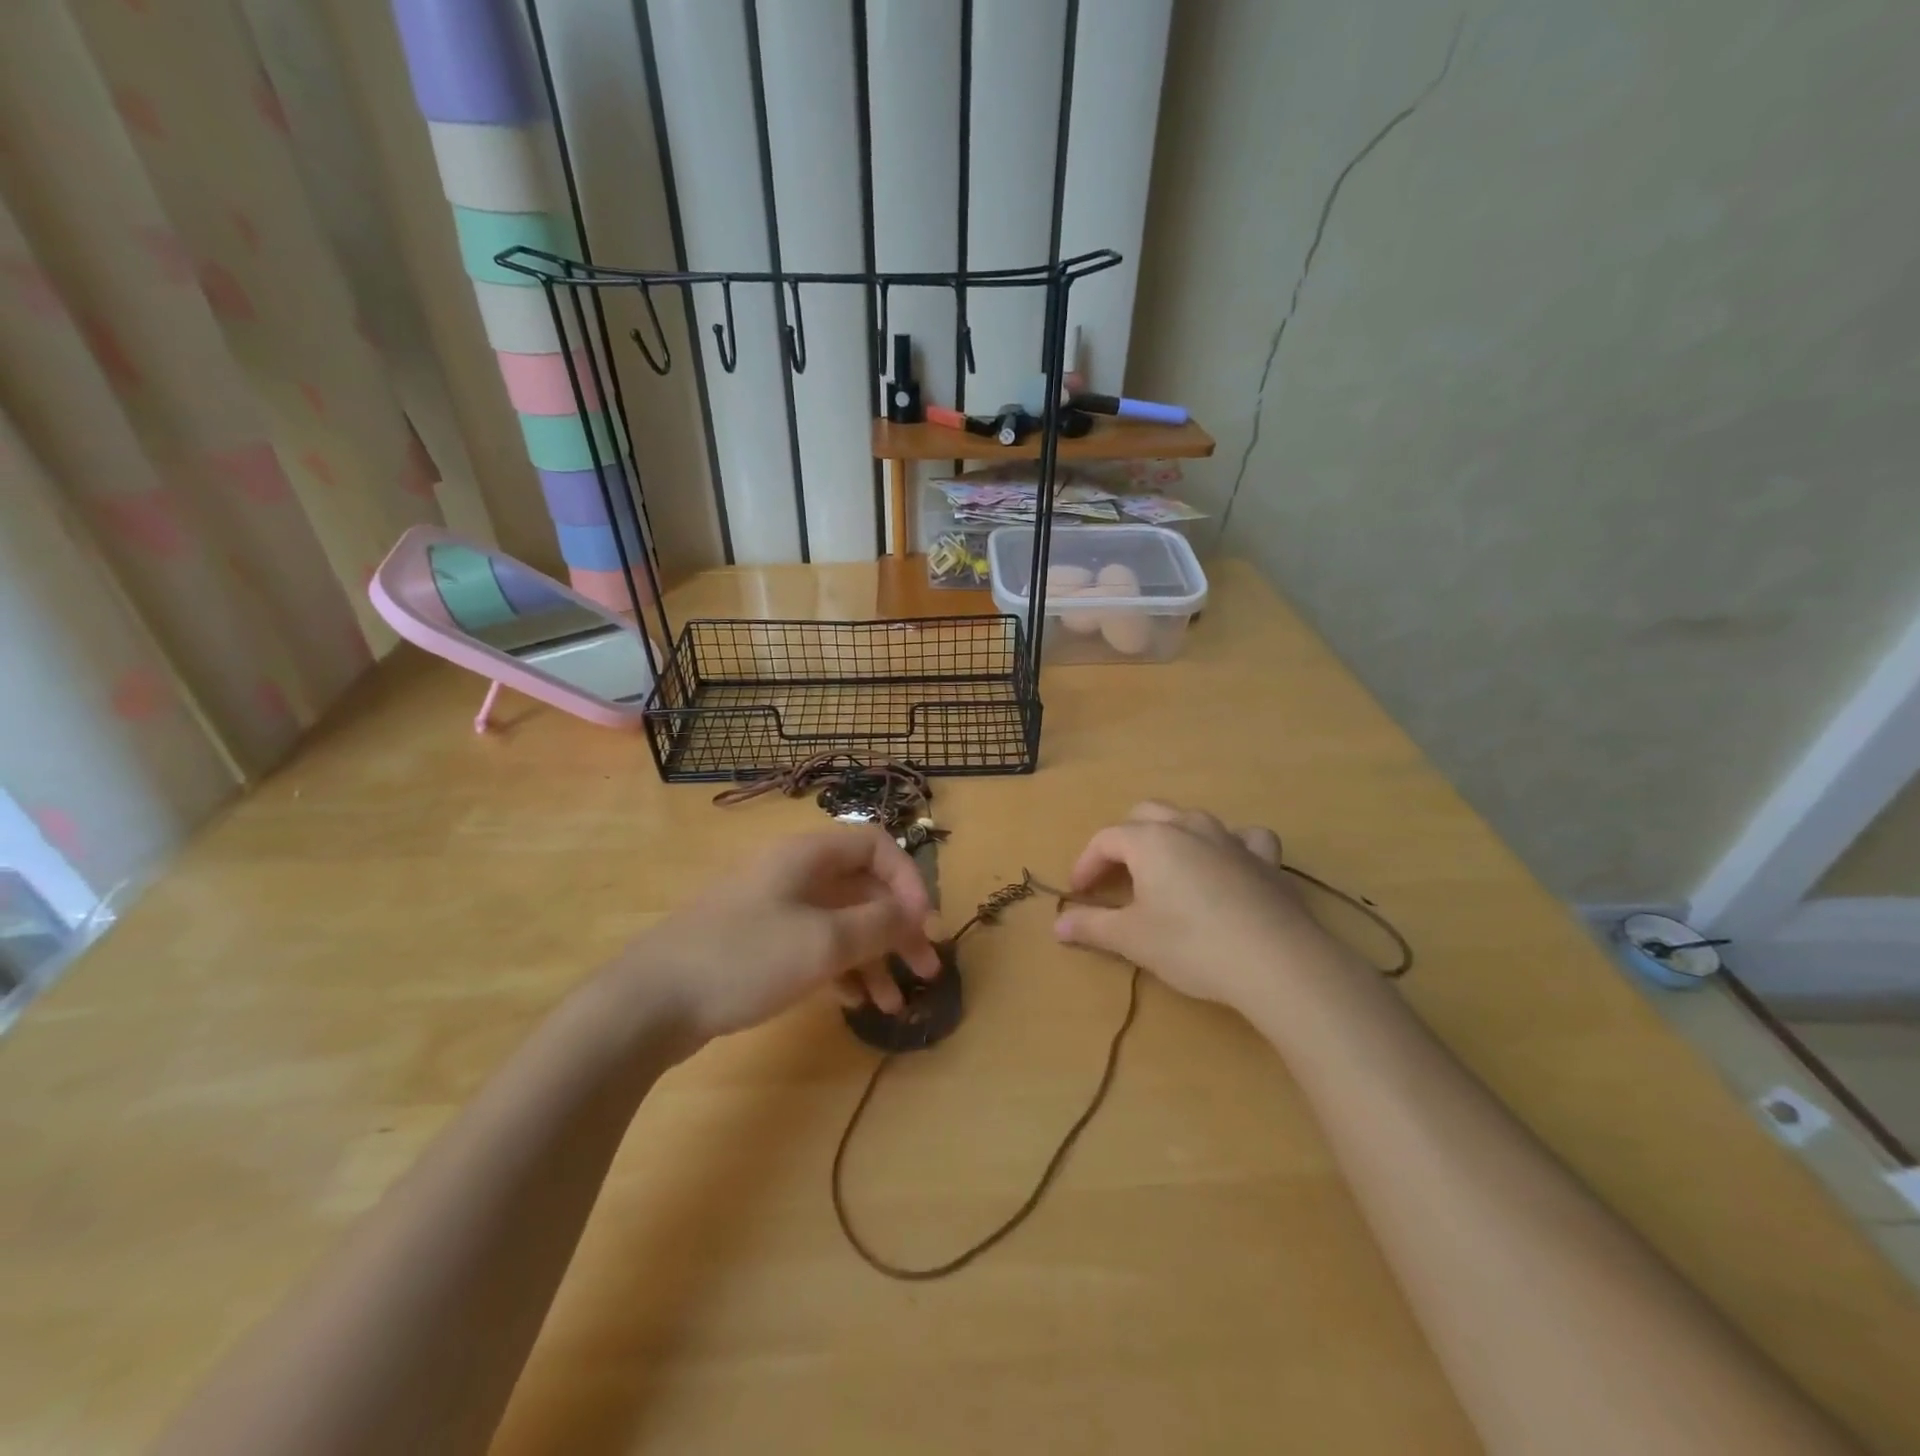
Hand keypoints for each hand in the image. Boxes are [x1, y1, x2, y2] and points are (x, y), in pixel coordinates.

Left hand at [623, 826, 938, 1045]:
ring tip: (894, 1003)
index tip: (923, 924)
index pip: (875, 846)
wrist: (650, 1002)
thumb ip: (878, 924)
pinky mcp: (758, 944)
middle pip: (862, 888)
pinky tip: (855, 1003)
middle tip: (926, 970)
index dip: (908, 880)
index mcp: (807, 856)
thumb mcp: (823, 941)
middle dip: (898, 928)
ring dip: (873, 957)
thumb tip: (917, 913)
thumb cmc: (744, 958)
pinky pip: (815, 946)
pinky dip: (841, 969)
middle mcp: (793, 874)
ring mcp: (773, 909)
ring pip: (841, 922)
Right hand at [1052, 801, 1337, 1012]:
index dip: (1086, 863)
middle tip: (1115, 876)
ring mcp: (1231, 839)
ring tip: (1164, 869)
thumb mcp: (1133, 939)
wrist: (1276, 962)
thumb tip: (1057, 924)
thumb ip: (1092, 927)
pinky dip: (1228, 846)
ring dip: (1170, 836)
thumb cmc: (1191, 945)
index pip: (1105, 839)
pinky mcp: (1265, 860)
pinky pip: (1243, 838)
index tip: (1078, 893)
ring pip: (1191, 819)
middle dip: (1123, 841)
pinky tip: (1228, 865)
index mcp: (1150, 841)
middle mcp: (1188, 827)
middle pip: (1144, 815)